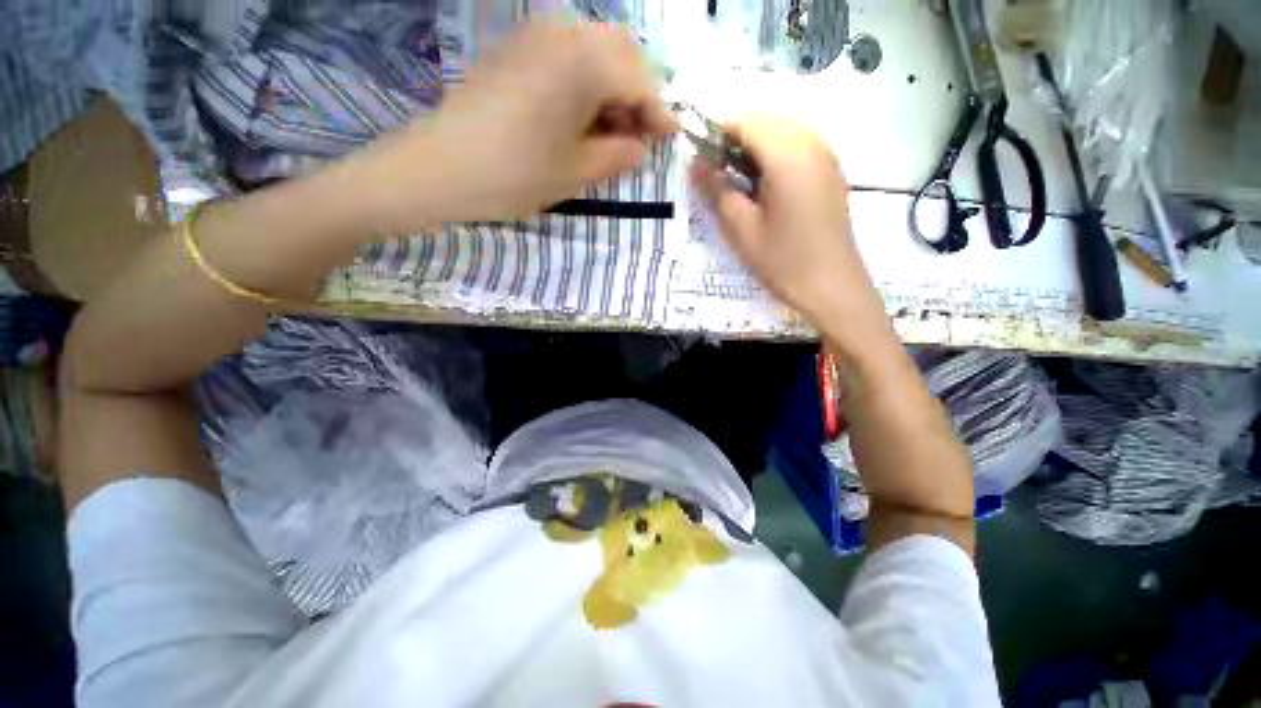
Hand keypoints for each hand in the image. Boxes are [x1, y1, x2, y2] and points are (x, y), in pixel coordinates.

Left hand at [360, 22, 676, 229]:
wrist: (440, 168)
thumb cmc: (515, 175)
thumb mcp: (578, 172)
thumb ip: (619, 155)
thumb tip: (639, 146)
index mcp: (585, 63)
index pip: (641, 80)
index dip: (659, 112)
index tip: (669, 138)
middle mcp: (564, 33)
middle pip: (623, 53)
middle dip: (639, 93)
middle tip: (637, 136)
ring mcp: (535, 35)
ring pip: (596, 49)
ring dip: (614, 86)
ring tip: (610, 132)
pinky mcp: (516, 48)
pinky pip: (568, 54)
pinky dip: (587, 81)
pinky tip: (581, 116)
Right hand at [691, 115, 883, 325]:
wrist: (832, 287)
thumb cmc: (782, 261)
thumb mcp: (741, 229)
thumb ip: (716, 191)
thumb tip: (694, 164)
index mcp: (787, 155)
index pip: (745, 121)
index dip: (717, 136)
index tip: (703, 165)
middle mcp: (811, 144)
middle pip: (765, 121)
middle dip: (736, 141)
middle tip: (721, 180)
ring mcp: (826, 156)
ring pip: (783, 131)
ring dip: (756, 149)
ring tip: (742, 187)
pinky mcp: (831, 172)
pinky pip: (799, 146)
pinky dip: (776, 157)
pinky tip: (767, 190)